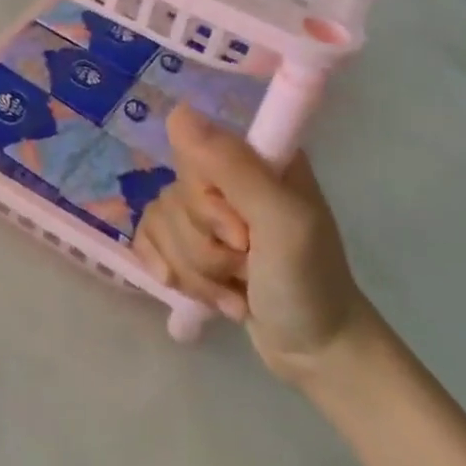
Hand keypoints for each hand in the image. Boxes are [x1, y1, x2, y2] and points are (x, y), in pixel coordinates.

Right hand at [133, 106, 368, 384]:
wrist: (316, 353)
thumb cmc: (309, 282)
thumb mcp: (283, 222)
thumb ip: (234, 167)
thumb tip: (178, 112)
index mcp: (255, 156)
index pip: (193, 152)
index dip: (206, 202)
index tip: (241, 234)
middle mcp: (227, 176)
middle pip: (174, 195)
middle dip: (205, 246)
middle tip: (248, 263)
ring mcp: (208, 211)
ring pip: (161, 222)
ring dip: (197, 271)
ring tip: (238, 289)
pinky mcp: (190, 242)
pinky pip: (149, 240)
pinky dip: (174, 275)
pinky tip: (206, 294)